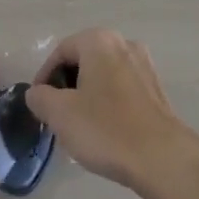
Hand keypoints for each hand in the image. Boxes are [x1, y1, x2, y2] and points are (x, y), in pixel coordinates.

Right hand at [24, 29, 198, 194]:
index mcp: (99, 41)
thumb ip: (40, 97)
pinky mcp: (156, 88)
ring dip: (87, 94)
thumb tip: (36, 93)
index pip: (61, 51)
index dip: (45, 77)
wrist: (162, 157)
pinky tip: (105, 129)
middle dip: (67, 85)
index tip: (39, 103)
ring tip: (79, 124)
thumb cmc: (106, 129)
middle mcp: (123, 43)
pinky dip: (108, 101)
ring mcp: (144, 64)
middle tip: (56, 114)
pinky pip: (122, 87)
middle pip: (84, 60)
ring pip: (103, 74)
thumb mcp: (60, 114)